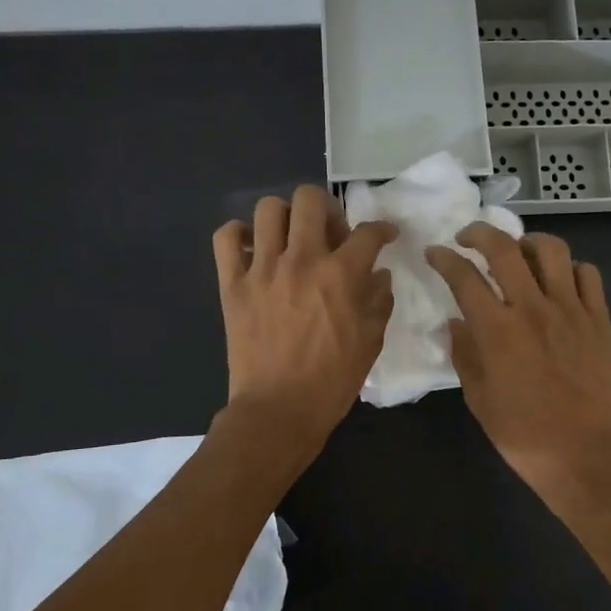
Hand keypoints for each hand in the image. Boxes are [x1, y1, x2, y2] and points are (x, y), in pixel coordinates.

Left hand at [213, 186, 396, 453]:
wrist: (278, 410)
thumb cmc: (332, 381)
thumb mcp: (371, 342)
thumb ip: (379, 301)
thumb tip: (379, 275)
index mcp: (340, 275)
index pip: (368, 233)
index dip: (383, 229)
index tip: (385, 235)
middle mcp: (301, 260)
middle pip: (310, 199)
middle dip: (327, 209)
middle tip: (331, 234)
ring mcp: (262, 270)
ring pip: (268, 209)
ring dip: (286, 218)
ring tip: (292, 240)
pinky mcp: (232, 285)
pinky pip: (226, 238)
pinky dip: (239, 236)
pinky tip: (253, 250)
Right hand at [425, 223, 610, 494]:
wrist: (585, 456)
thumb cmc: (523, 435)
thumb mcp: (479, 400)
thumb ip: (464, 354)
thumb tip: (457, 323)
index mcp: (497, 331)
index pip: (464, 277)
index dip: (444, 259)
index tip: (435, 253)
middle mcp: (533, 309)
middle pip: (504, 249)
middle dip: (479, 233)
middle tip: (468, 237)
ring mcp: (571, 311)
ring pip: (552, 250)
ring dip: (528, 242)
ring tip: (518, 252)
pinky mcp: (599, 320)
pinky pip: (588, 275)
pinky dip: (570, 268)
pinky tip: (559, 282)